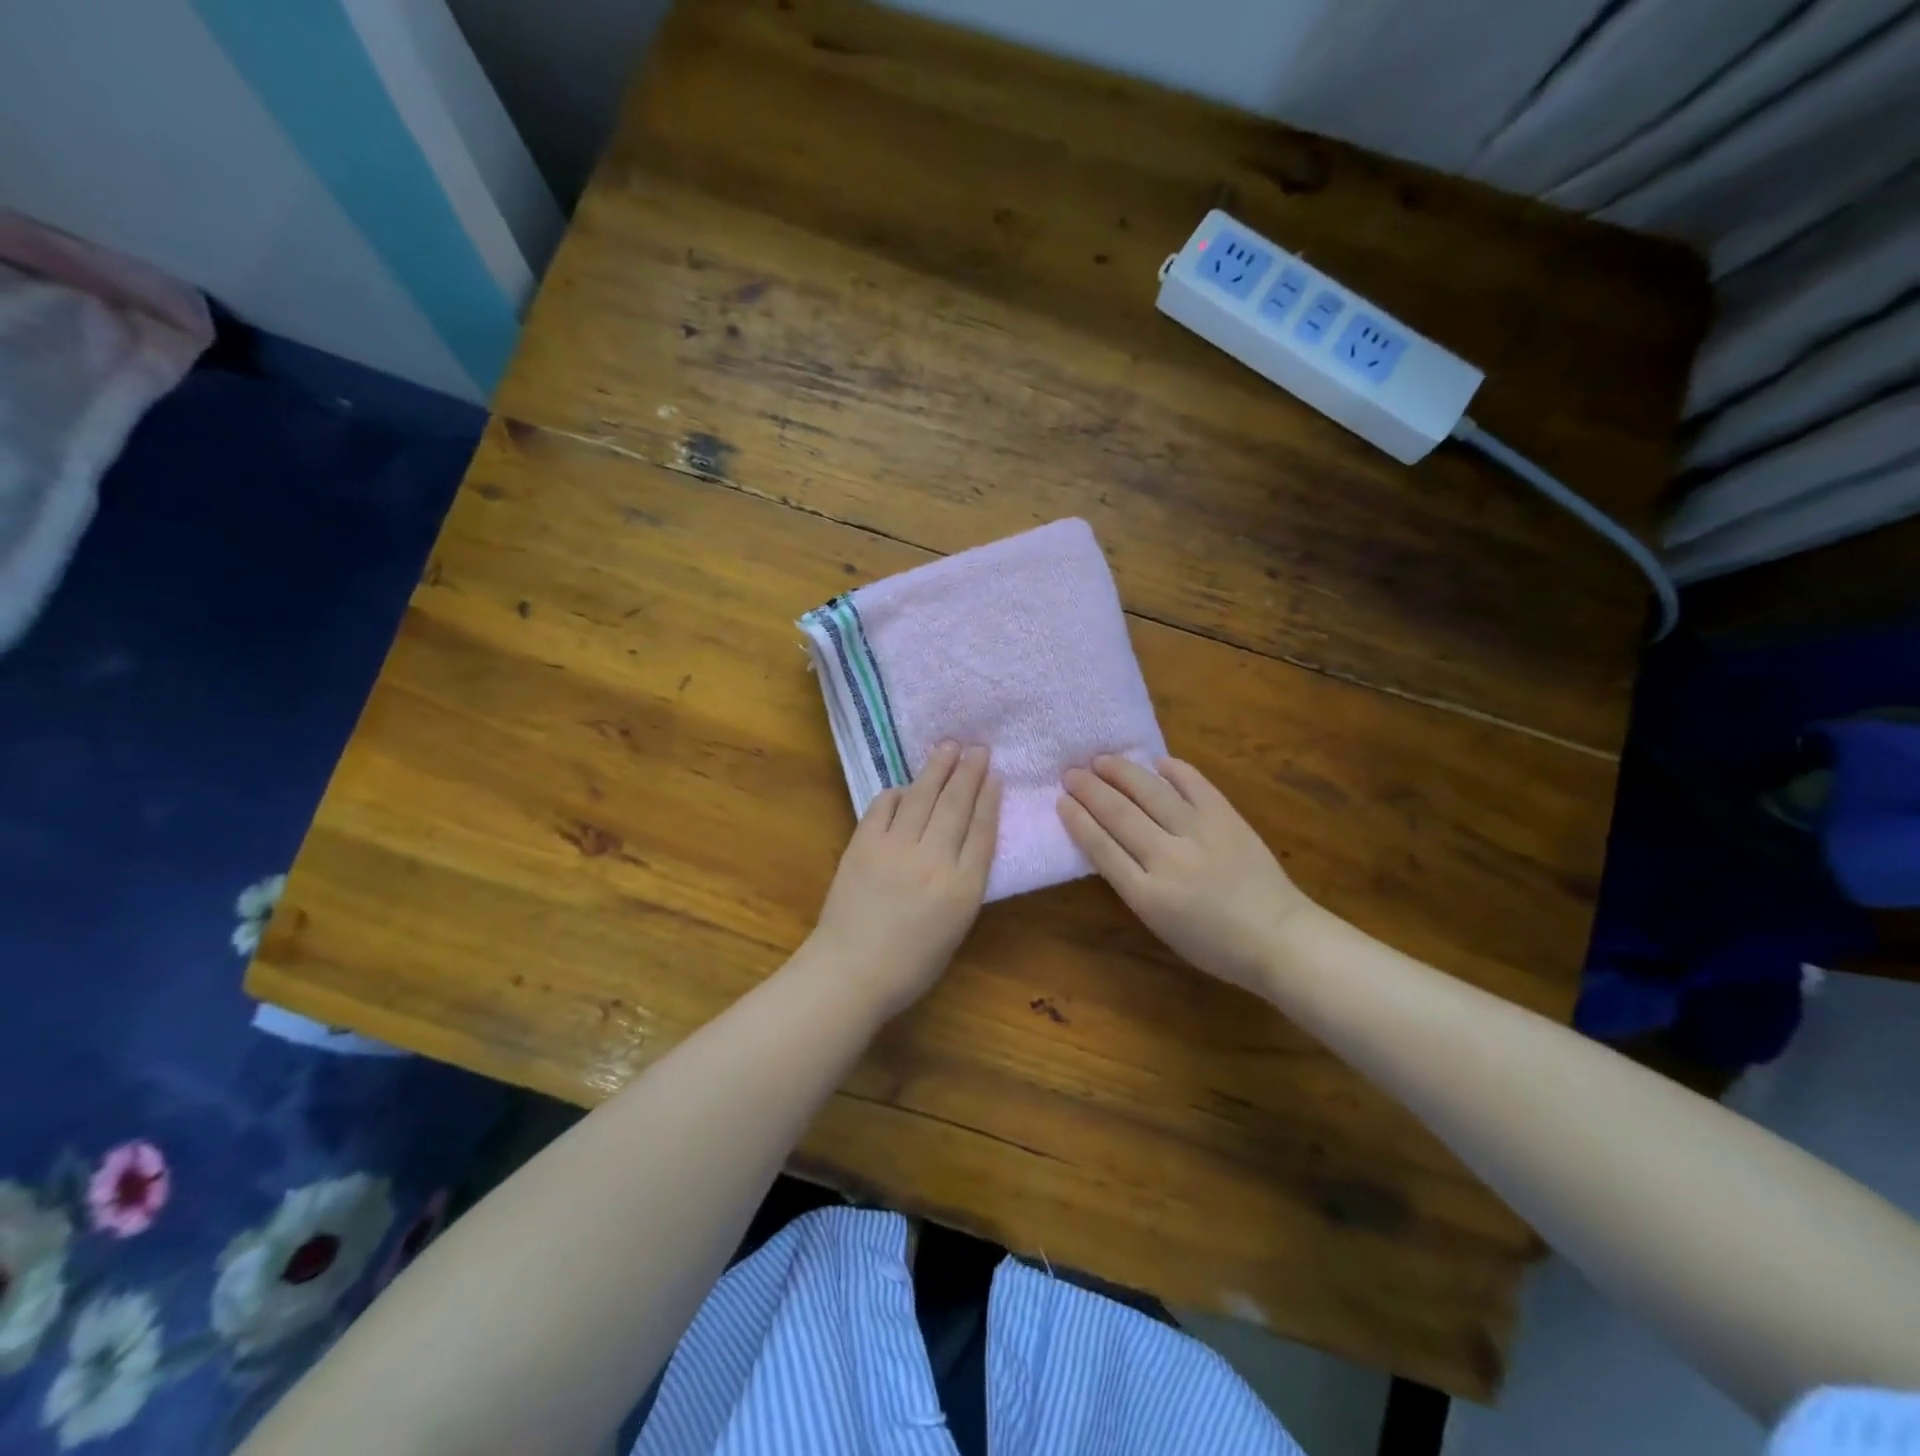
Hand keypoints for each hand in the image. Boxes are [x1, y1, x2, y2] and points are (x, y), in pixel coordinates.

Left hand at [810, 742, 1000, 1018]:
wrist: (850, 972)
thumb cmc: (910, 963)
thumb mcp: (956, 927)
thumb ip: (965, 882)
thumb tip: (964, 842)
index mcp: (963, 888)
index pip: (982, 831)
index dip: (989, 798)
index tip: (995, 774)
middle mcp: (933, 860)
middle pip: (956, 805)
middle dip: (969, 772)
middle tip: (978, 748)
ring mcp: (895, 848)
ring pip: (922, 797)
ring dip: (938, 768)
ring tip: (949, 747)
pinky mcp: (863, 844)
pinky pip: (884, 806)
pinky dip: (898, 793)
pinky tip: (906, 786)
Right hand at [1059, 755, 1315, 994]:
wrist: (1279, 937)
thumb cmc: (1214, 944)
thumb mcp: (1160, 924)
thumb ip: (1132, 883)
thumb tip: (1109, 841)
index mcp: (1147, 895)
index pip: (1101, 847)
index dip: (1078, 820)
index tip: (1061, 801)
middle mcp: (1169, 859)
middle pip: (1119, 814)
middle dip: (1090, 790)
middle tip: (1070, 773)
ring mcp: (1200, 833)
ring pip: (1151, 792)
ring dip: (1122, 772)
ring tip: (1101, 760)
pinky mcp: (1227, 818)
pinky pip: (1194, 784)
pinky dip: (1173, 770)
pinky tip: (1156, 763)